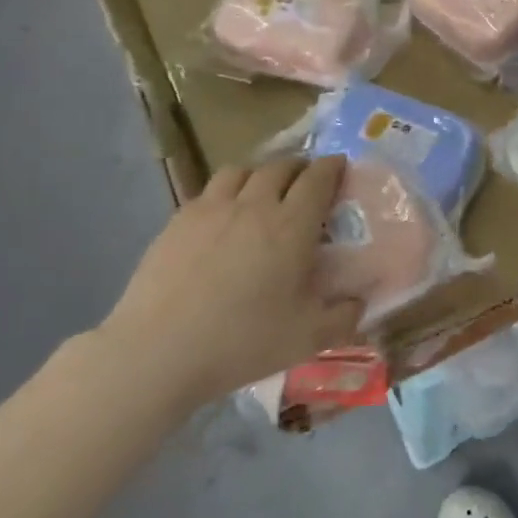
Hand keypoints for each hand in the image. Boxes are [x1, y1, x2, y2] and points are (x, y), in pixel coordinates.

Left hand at [95, 157, 365, 411]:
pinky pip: (209, 191)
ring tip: (264, 191)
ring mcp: (211, 209)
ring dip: (261, 173)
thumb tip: (360, 301)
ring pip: (241, 170)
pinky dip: (227, 192)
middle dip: (300, 167)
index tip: (341, 167)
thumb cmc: (242, 341)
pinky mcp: (178, 222)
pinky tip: (224, 217)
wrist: (158, 352)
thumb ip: (344, 316)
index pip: (318, 178)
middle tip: (307, 183)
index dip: (333, 167)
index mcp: (292, 226)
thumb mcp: (309, 337)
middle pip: (280, 166)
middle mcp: (254, 205)